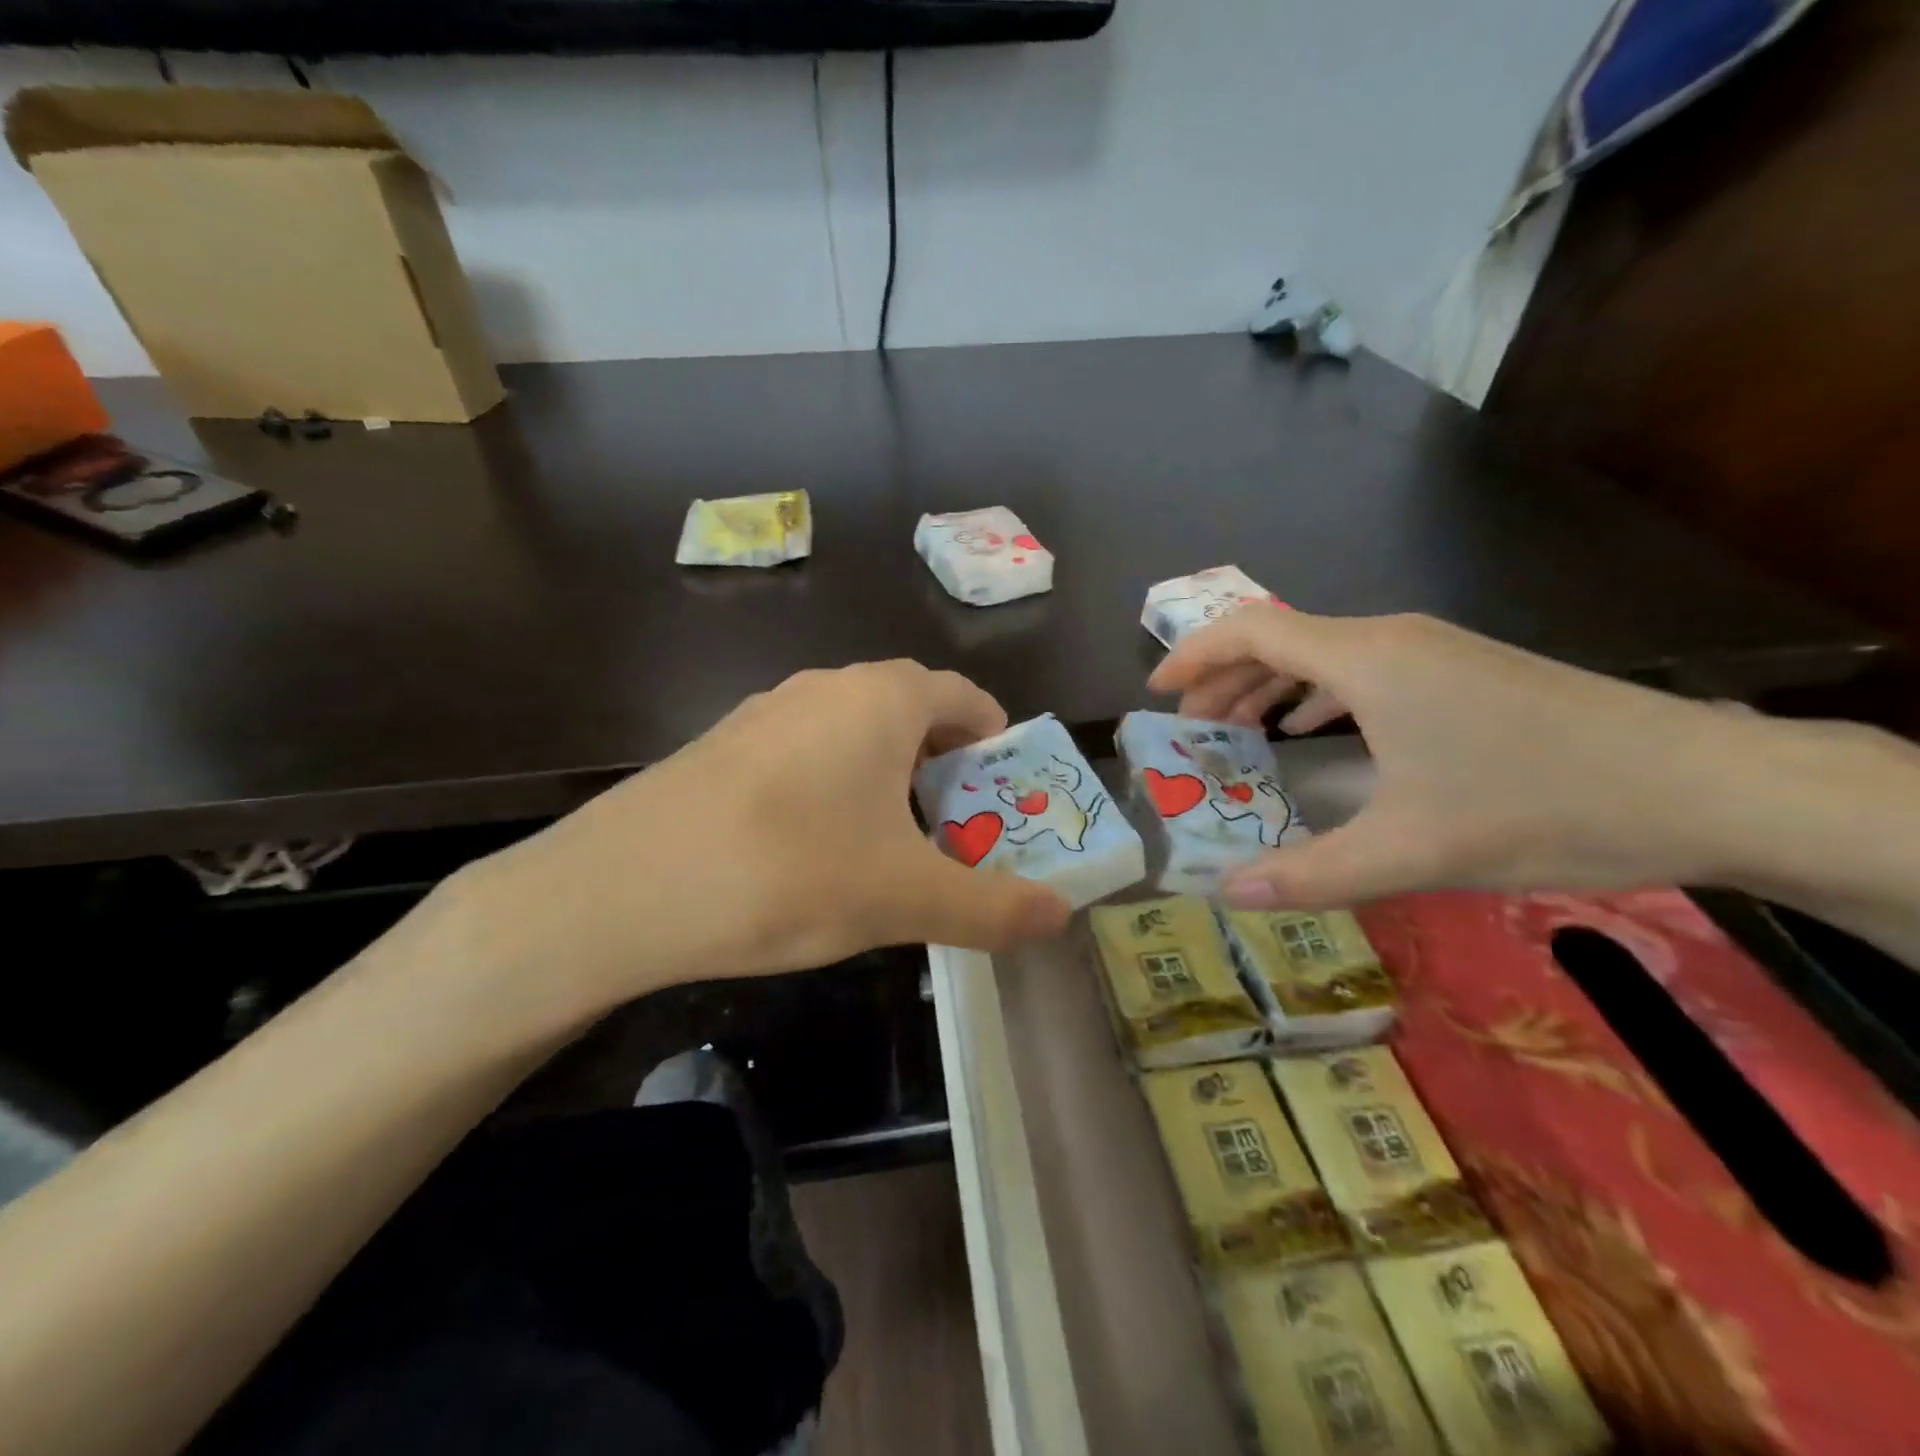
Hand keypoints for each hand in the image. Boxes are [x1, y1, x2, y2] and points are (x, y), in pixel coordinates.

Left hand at [443, 661, 1071, 1027]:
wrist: (622, 889)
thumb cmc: (791, 872)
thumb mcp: (906, 899)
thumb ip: (993, 907)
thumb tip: (1062, 915)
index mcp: (884, 698)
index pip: (966, 698)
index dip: (996, 745)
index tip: (1005, 800)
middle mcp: (828, 686)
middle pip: (913, 715)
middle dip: (947, 772)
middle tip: (957, 836)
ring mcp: (769, 711)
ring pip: (856, 736)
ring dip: (890, 783)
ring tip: (891, 852)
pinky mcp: (726, 746)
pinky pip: (806, 755)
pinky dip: (835, 790)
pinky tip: (815, 854)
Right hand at [1148, 606, 1749, 908]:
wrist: (1703, 784)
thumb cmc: (1540, 804)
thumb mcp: (1412, 850)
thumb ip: (1310, 873)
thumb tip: (1229, 893)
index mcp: (1365, 660)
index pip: (1251, 632)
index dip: (1194, 655)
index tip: (1157, 691)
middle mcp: (1390, 639)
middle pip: (1280, 640)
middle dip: (1224, 678)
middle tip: (1189, 727)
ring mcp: (1431, 650)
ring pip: (1322, 653)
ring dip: (1270, 686)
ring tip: (1237, 730)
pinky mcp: (1462, 670)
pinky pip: (1362, 668)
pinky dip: (1317, 693)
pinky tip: (1314, 728)